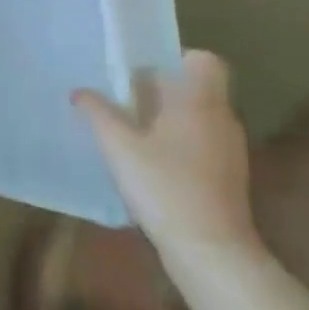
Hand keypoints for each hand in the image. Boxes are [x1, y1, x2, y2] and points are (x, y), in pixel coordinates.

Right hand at [74, 51, 257, 259]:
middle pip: (195, 89)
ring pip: (197, 118)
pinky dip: (177, 145)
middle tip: (123, 99)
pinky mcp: (227, 177)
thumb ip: (98, 114)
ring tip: (130, 132)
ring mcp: (228, 150)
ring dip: (167, 120)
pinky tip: (149, 164)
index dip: (176, 59)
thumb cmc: (165, 187)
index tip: (143, 71)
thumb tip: (79, 91)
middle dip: (161, 91)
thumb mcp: (120, 147)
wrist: (210, 251)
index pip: (203, 61)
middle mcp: (221, 119)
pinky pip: (200, 144)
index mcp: (201, 102)